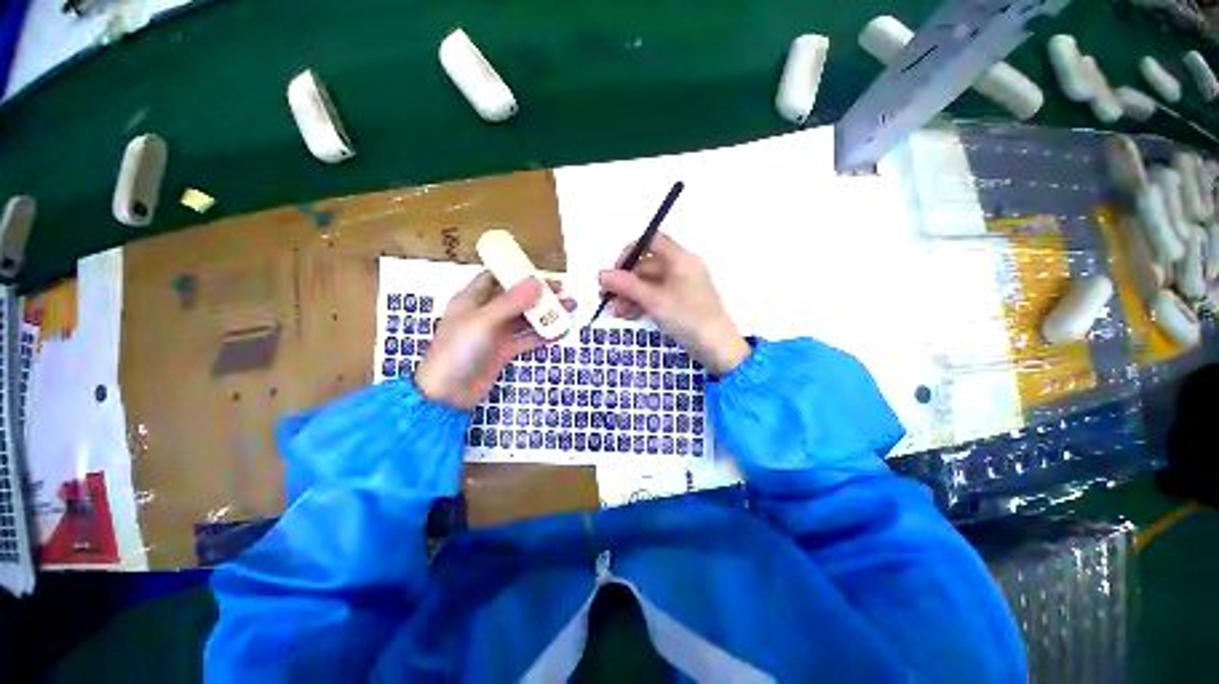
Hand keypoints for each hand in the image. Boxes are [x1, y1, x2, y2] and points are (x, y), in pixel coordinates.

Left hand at [415, 272, 574, 408]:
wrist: (448, 395)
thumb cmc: (459, 351)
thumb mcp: (483, 321)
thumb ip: (511, 302)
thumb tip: (537, 281)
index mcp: (472, 299)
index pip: (497, 277)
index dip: (518, 272)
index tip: (542, 272)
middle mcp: (485, 313)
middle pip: (516, 297)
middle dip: (539, 293)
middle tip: (563, 291)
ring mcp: (496, 333)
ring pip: (525, 318)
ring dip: (545, 313)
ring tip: (569, 308)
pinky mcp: (504, 351)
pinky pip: (527, 339)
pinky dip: (543, 335)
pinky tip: (560, 331)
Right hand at [598, 233, 750, 375]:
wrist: (718, 349)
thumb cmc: (688, 318)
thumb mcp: (655, 301)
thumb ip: (627, 286)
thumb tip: (601, 274)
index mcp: (681, 259)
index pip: (652, 241)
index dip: (631, 252)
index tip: (615, 271)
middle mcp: (681, 269)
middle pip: (647, 266)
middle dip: (625, 281)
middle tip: (607, 297)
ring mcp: (681, 287)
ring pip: (649, 284)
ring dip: (630, 295)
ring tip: (615, 312)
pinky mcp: (680, 304)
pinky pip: (656, 297)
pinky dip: (641, 304)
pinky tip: (628, 315)